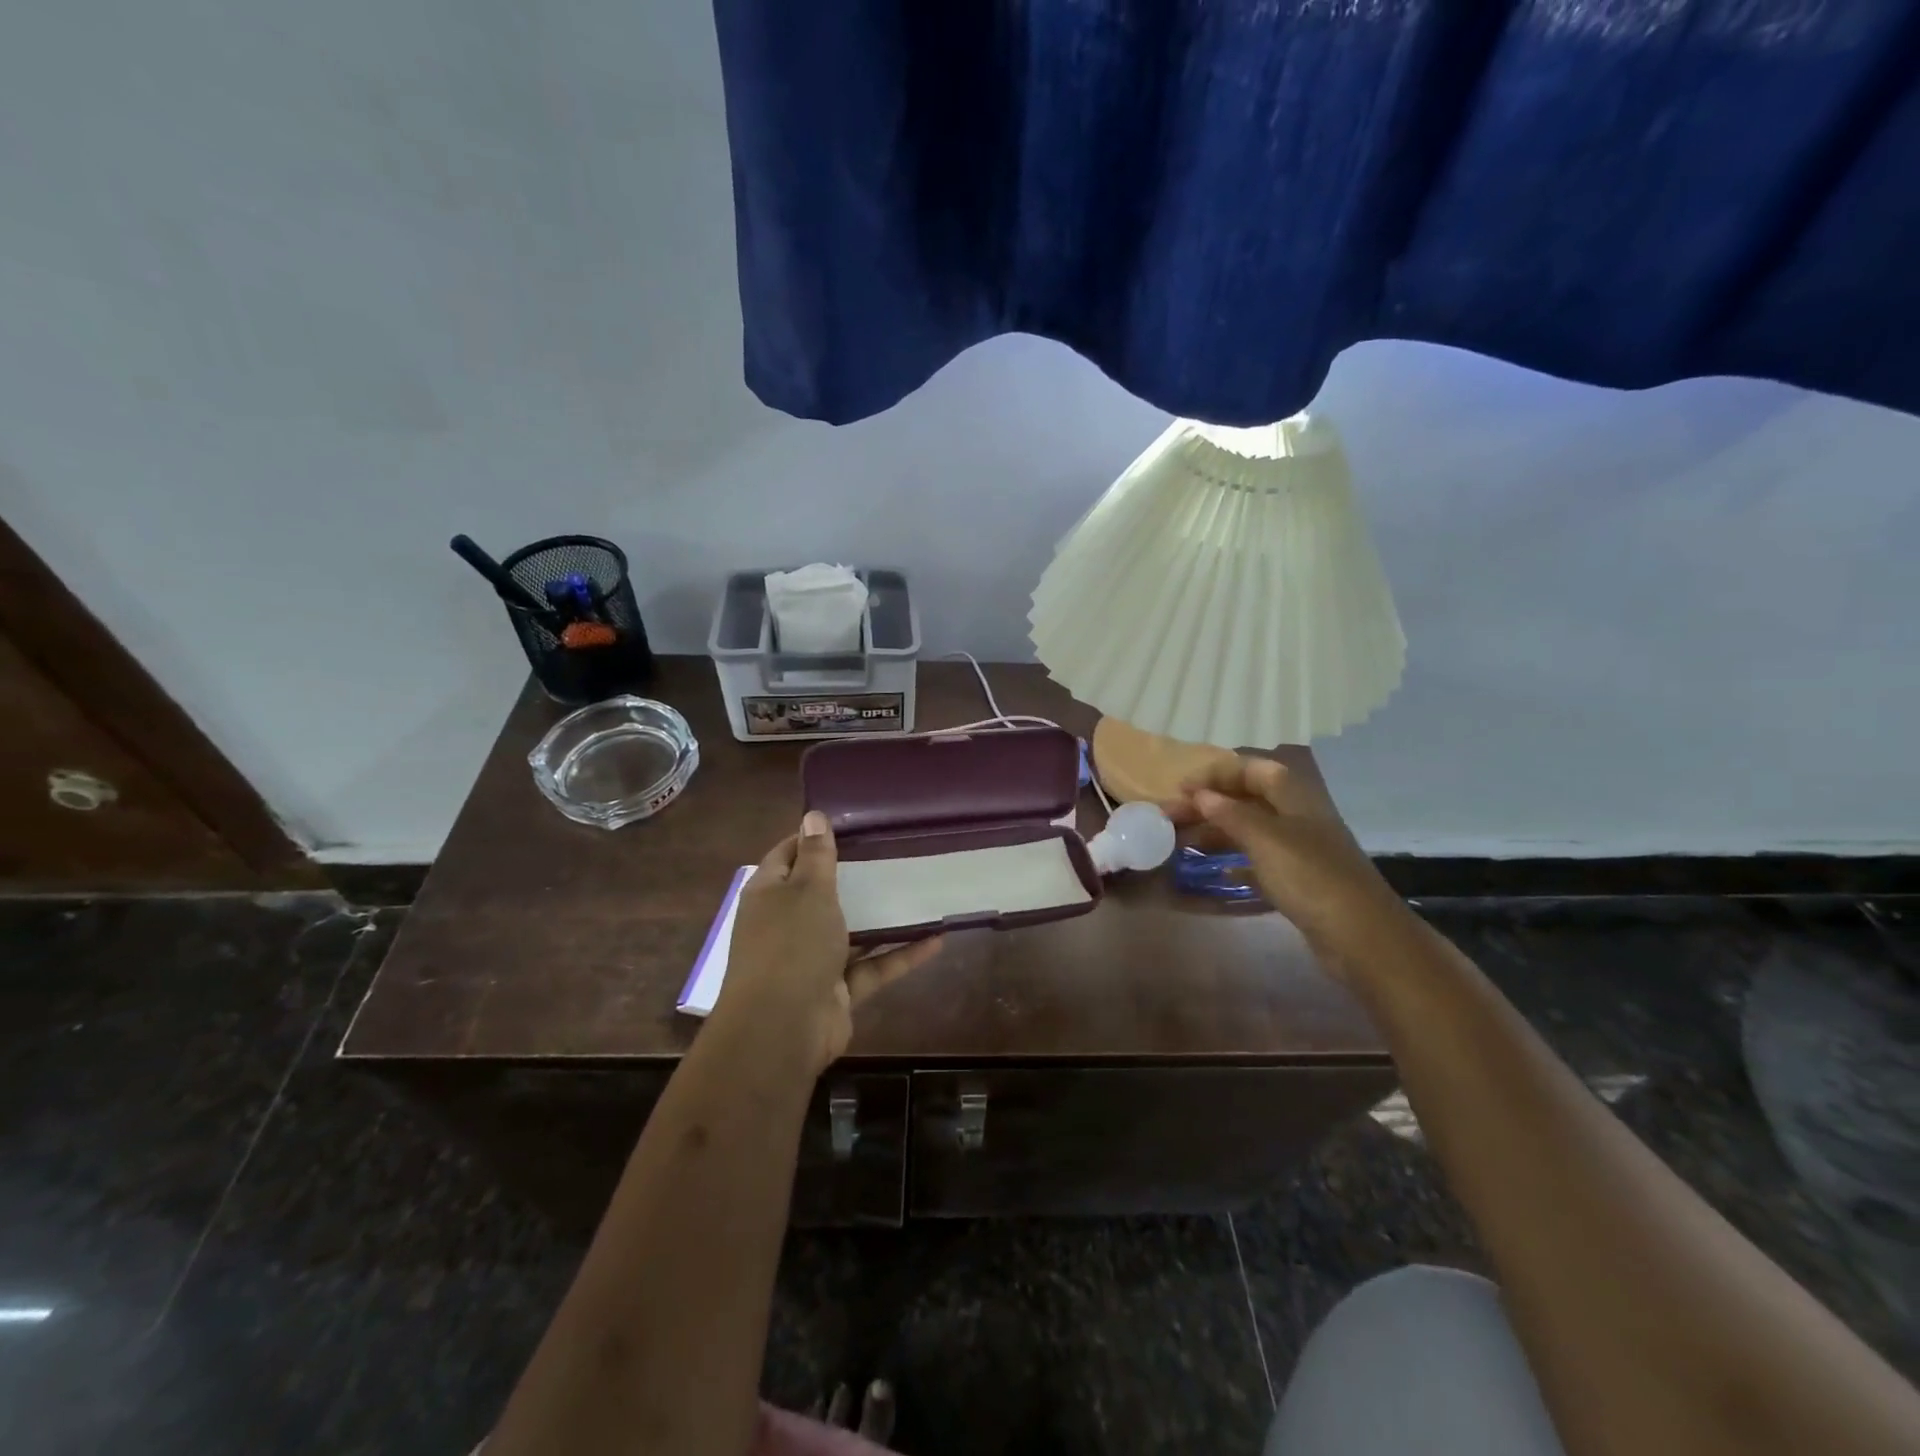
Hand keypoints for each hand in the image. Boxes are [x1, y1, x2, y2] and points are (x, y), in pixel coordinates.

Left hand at [717, 810, 943, 1072]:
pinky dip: (900, 955)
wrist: (783, 1029)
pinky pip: (872, 966)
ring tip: (917, 891)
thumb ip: (816, 855)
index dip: (812, 838)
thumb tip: (813, 815)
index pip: (787, 854)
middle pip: (820, 893)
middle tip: (892, 852)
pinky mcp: (837, 989)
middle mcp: (786, 924)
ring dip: (881, 918)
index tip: (851, 824)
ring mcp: (811, 959)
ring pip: (851, 931)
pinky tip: (937, 940)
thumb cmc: (791, 945)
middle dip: (853, 876)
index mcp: (770, 894)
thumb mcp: (807, 890)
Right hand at [1162, 749, 1405, 961]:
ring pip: (1251, 831)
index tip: (1181, 788)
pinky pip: (1260, 863)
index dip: (1217, 774)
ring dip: (1217, 833)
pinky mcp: (1300, 882)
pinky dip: (1235, 863)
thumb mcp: (1265, 839)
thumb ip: (1230, 814)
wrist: (1362, 937)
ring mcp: (1301, 851)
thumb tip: (1200, 794)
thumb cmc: (1310, 877)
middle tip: (1170, 818)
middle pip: (1248, 800)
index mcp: (1295, 798)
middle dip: (1209, 805)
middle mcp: (1299, 818)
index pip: (1252, 770)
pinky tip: (1215, 873)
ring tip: (1182, 844)